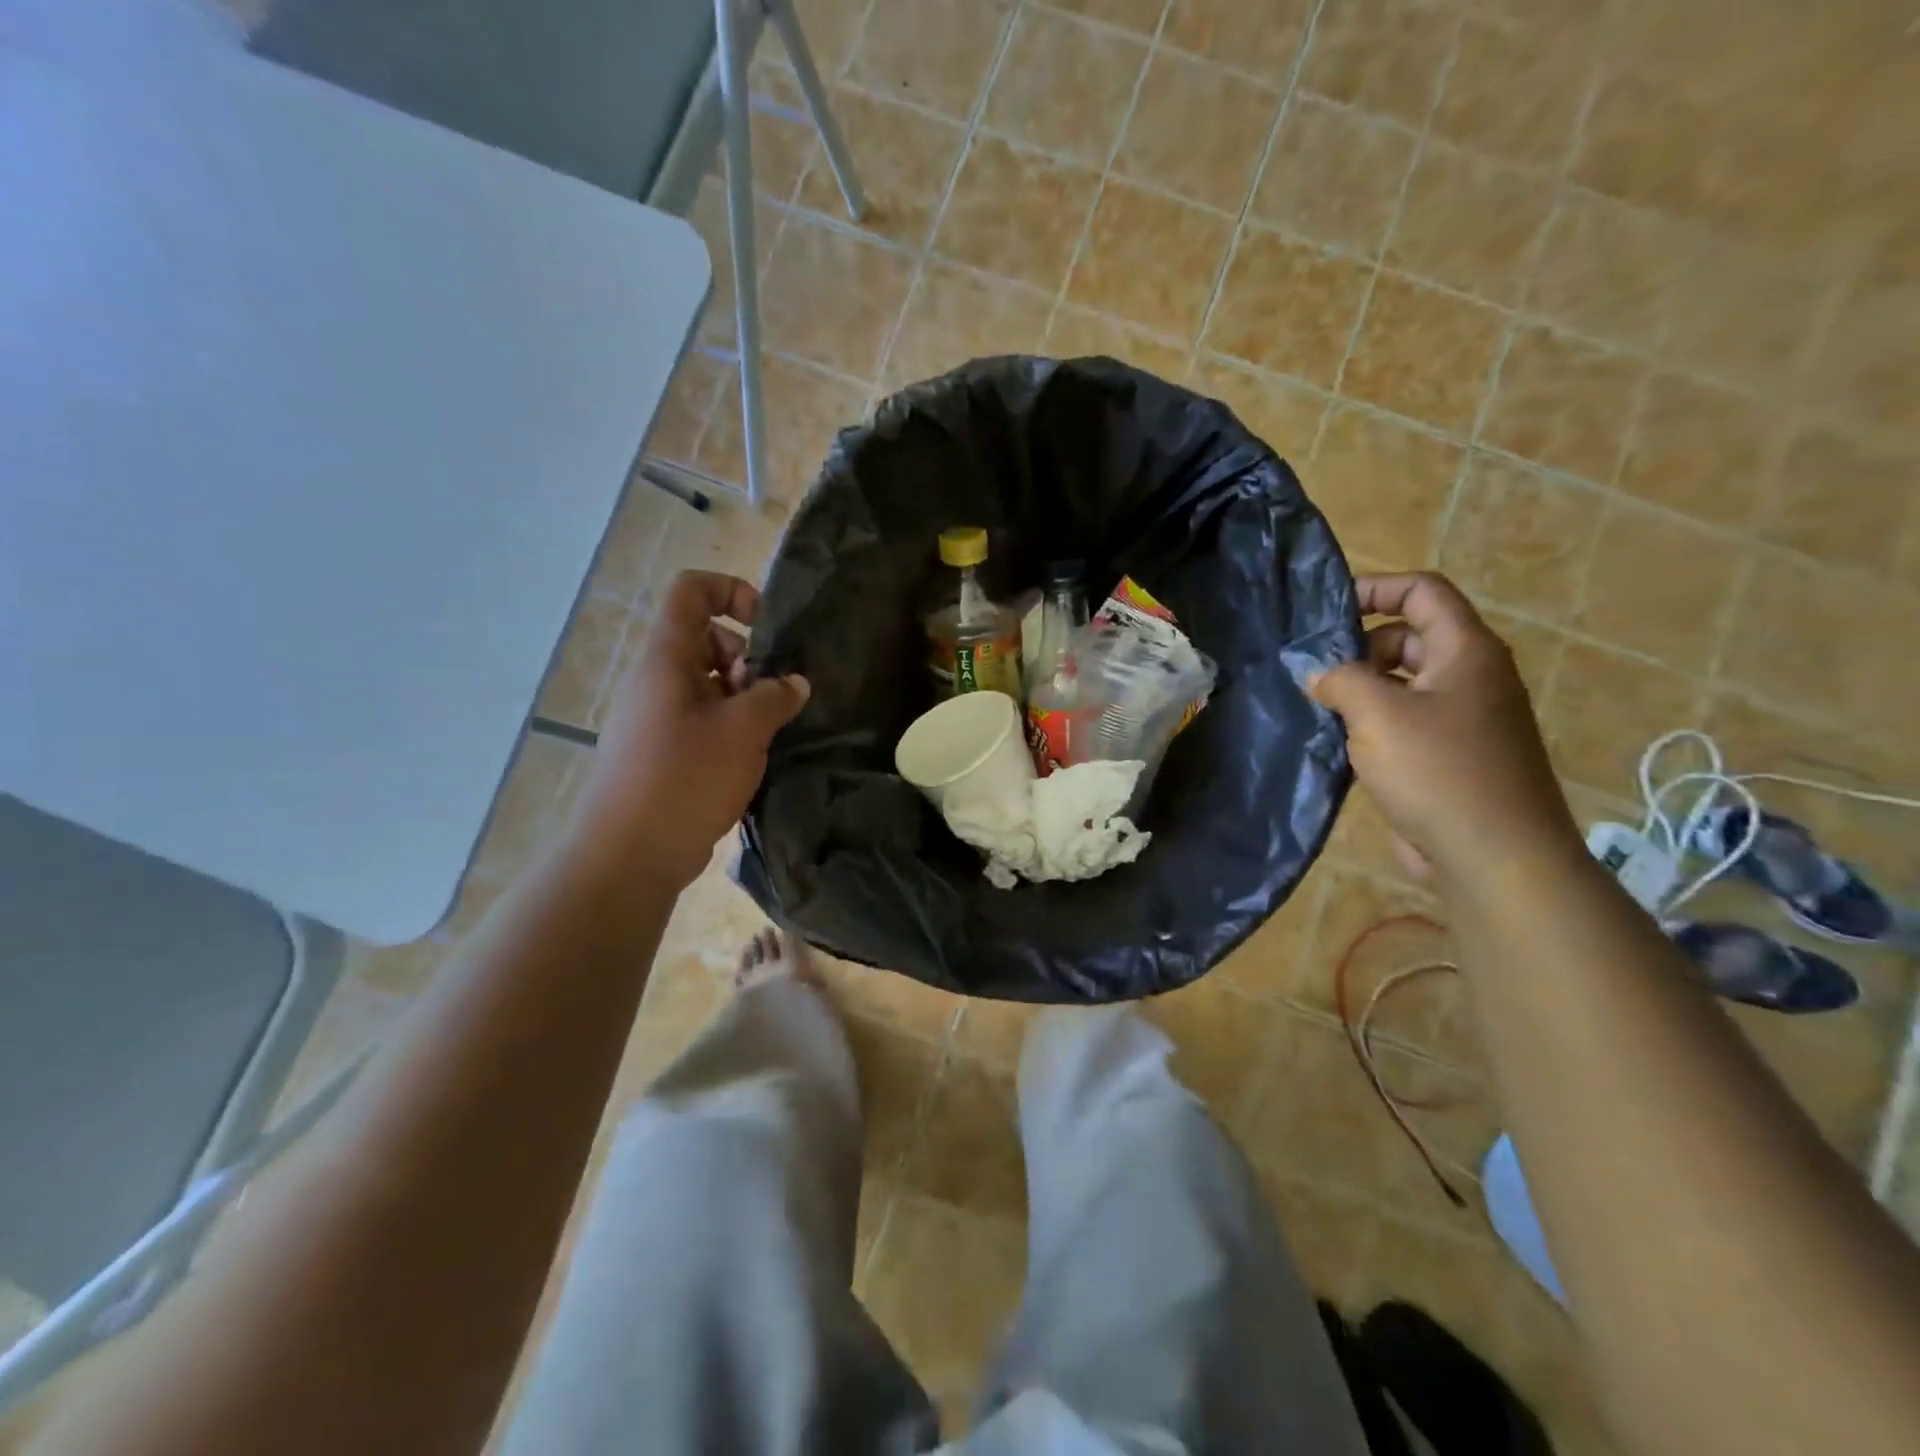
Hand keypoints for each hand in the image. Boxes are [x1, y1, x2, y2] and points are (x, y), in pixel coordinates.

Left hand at [572, 571, 809, 889]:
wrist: (630, 853)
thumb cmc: (685, 777)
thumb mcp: (744, 731)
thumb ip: (776, 697)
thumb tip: (795, 683)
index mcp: (666, 660)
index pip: (692, 592)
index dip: (731, 591)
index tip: (766, 626)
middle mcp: (655, 681)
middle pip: (704, 639)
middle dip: (746, 658)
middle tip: (768, 695)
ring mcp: (655, 718)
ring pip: (706, 684)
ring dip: (742, 698)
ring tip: (764, 732)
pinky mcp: (660, 752)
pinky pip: (700, 719)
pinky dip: (729, 727)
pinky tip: (749, 758)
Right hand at [1310, 572, 1579, 886]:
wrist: (1494, 856)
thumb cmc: (1439, 771)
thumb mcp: (1377, 714)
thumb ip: (1340, 679)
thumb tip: (1317, 673)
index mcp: (1465, 652)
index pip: (1422, 592)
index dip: (1375, 588)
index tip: (1325, 609)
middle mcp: (1469, 677)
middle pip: (1408, 636)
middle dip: (1358, 645)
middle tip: (1311, 668)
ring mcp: (1461, 719)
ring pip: (1402, 683)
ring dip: (1359, 688)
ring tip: (1315, 704)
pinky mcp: (1448, 756)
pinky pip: (1403, 721)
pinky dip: (1369, 722)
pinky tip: (1334, 740)